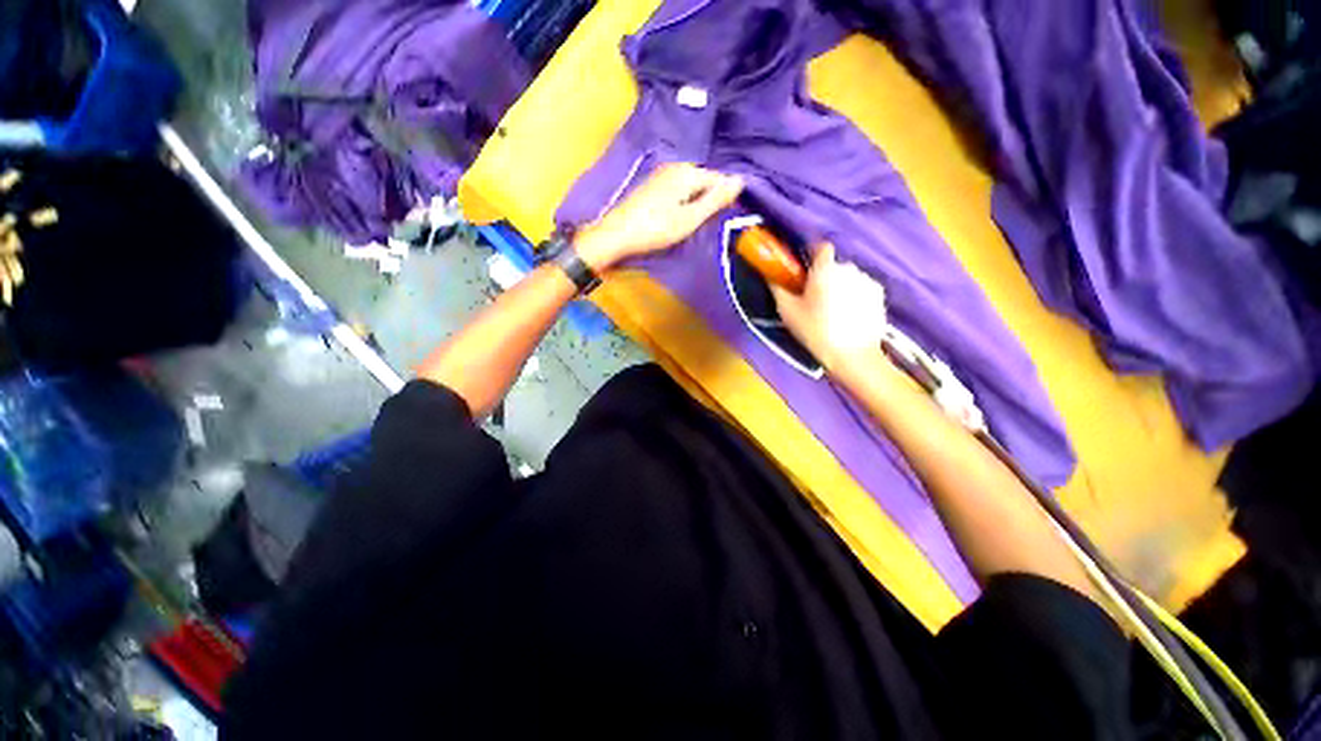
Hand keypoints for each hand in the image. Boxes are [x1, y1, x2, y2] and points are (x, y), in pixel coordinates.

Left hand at [574, 163, 742, 271]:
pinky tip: (675, 218)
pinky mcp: (651, 185)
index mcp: (687, 172)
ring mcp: (661, 174)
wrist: (617, 235)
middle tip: (702, 225)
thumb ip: (715, 200)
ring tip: (690, 223)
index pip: (718, 179)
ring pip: (690, 186)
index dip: (723, 199)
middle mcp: (675, 166)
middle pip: (703, 181)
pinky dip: (681, 202)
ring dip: (695, 202)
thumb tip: (741, 180)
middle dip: (708, 199)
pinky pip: (677, 189)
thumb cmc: (656, 229)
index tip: (720, 219)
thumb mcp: (690, 218)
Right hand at [770, 243, 889, 371]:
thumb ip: (778, 288)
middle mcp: (849, 268)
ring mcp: (867, 281)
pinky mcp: (879, 295)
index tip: (804, 269)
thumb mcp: (788, 311)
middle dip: (824, 276)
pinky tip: (848, 315)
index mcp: (825, 269)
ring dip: (840, 286)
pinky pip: (861, 288)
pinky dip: (854, 296)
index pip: (821, 247)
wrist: (852, 355)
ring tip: (832, 310)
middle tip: (814, 298)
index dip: (812, 254)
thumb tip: (770, 275)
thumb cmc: (815, 331)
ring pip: (848, 277)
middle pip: (833, 265)